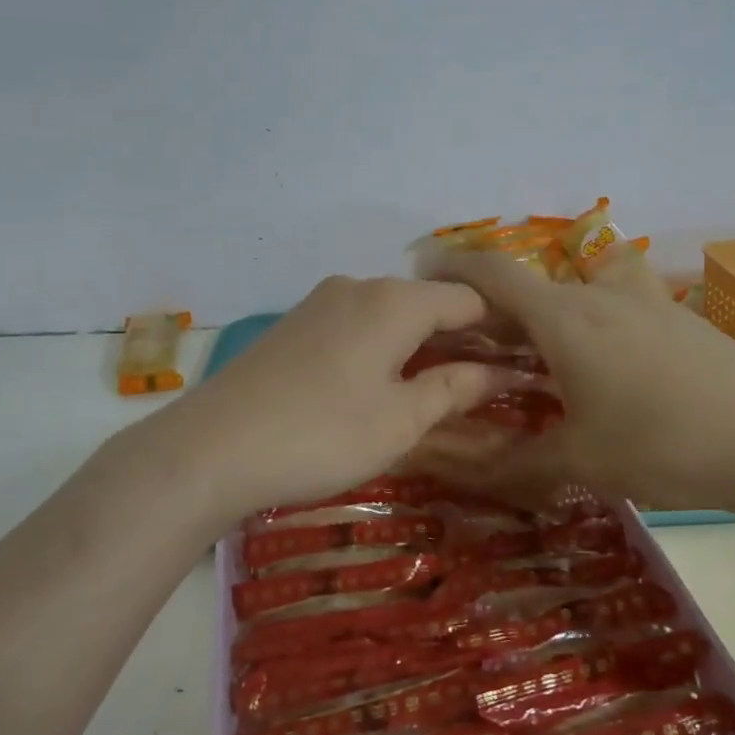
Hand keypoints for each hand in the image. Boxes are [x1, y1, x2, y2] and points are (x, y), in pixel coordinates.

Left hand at [117, 277, 513, 524]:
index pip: (468, 299)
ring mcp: (319, 303)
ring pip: (389, 315)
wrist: (211, 448)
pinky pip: (355, 326)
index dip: (501, 328)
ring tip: (436, 390)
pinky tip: (378, 386)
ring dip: (419, 345)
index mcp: (394, 301)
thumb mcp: (400, 420)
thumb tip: (498, 372)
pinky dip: (381, 348)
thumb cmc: (322, 434)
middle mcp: (358, 286)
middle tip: (485, 384)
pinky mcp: (292, 326)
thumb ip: (453, 388)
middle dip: (459, 339)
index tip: (523, 361)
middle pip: (427, 303)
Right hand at [428, 251, 734, 512]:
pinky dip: (592, 327)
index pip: (493, 274)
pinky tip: (608, 373)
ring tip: (541, 359)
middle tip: (477, 346)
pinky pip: (618, 309)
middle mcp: (600, 297)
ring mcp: (646, 304)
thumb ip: (521, 462)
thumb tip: (470, 475)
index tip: (423, 271)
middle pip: (533, 286)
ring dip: (549, 315)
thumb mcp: (583, 459)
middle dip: (498, 308)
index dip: (453, 267)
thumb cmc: (663, 442)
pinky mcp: (680, 320)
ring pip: (579, 294)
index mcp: (564, 318)